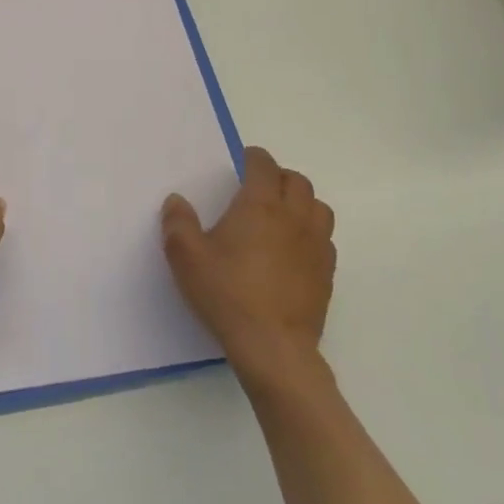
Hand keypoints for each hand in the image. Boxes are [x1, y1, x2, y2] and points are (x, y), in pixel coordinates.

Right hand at [161, 147, 335, 391]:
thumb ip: (178, 223)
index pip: (264, 166)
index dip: (253, 158)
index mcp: (260, 206)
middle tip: (258, 186)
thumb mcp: (186, 257)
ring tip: (280, 213)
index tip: (243, 160)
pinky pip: (324, 239)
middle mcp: (294, 217)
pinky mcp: (327, 273)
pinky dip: (310, 232)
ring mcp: (316, 245)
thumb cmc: (227, 293)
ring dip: (301, 202)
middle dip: (278, 176)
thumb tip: (177, 200)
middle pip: (297, 181)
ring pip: (318, 207)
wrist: (273, 345)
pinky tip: (292, 250)